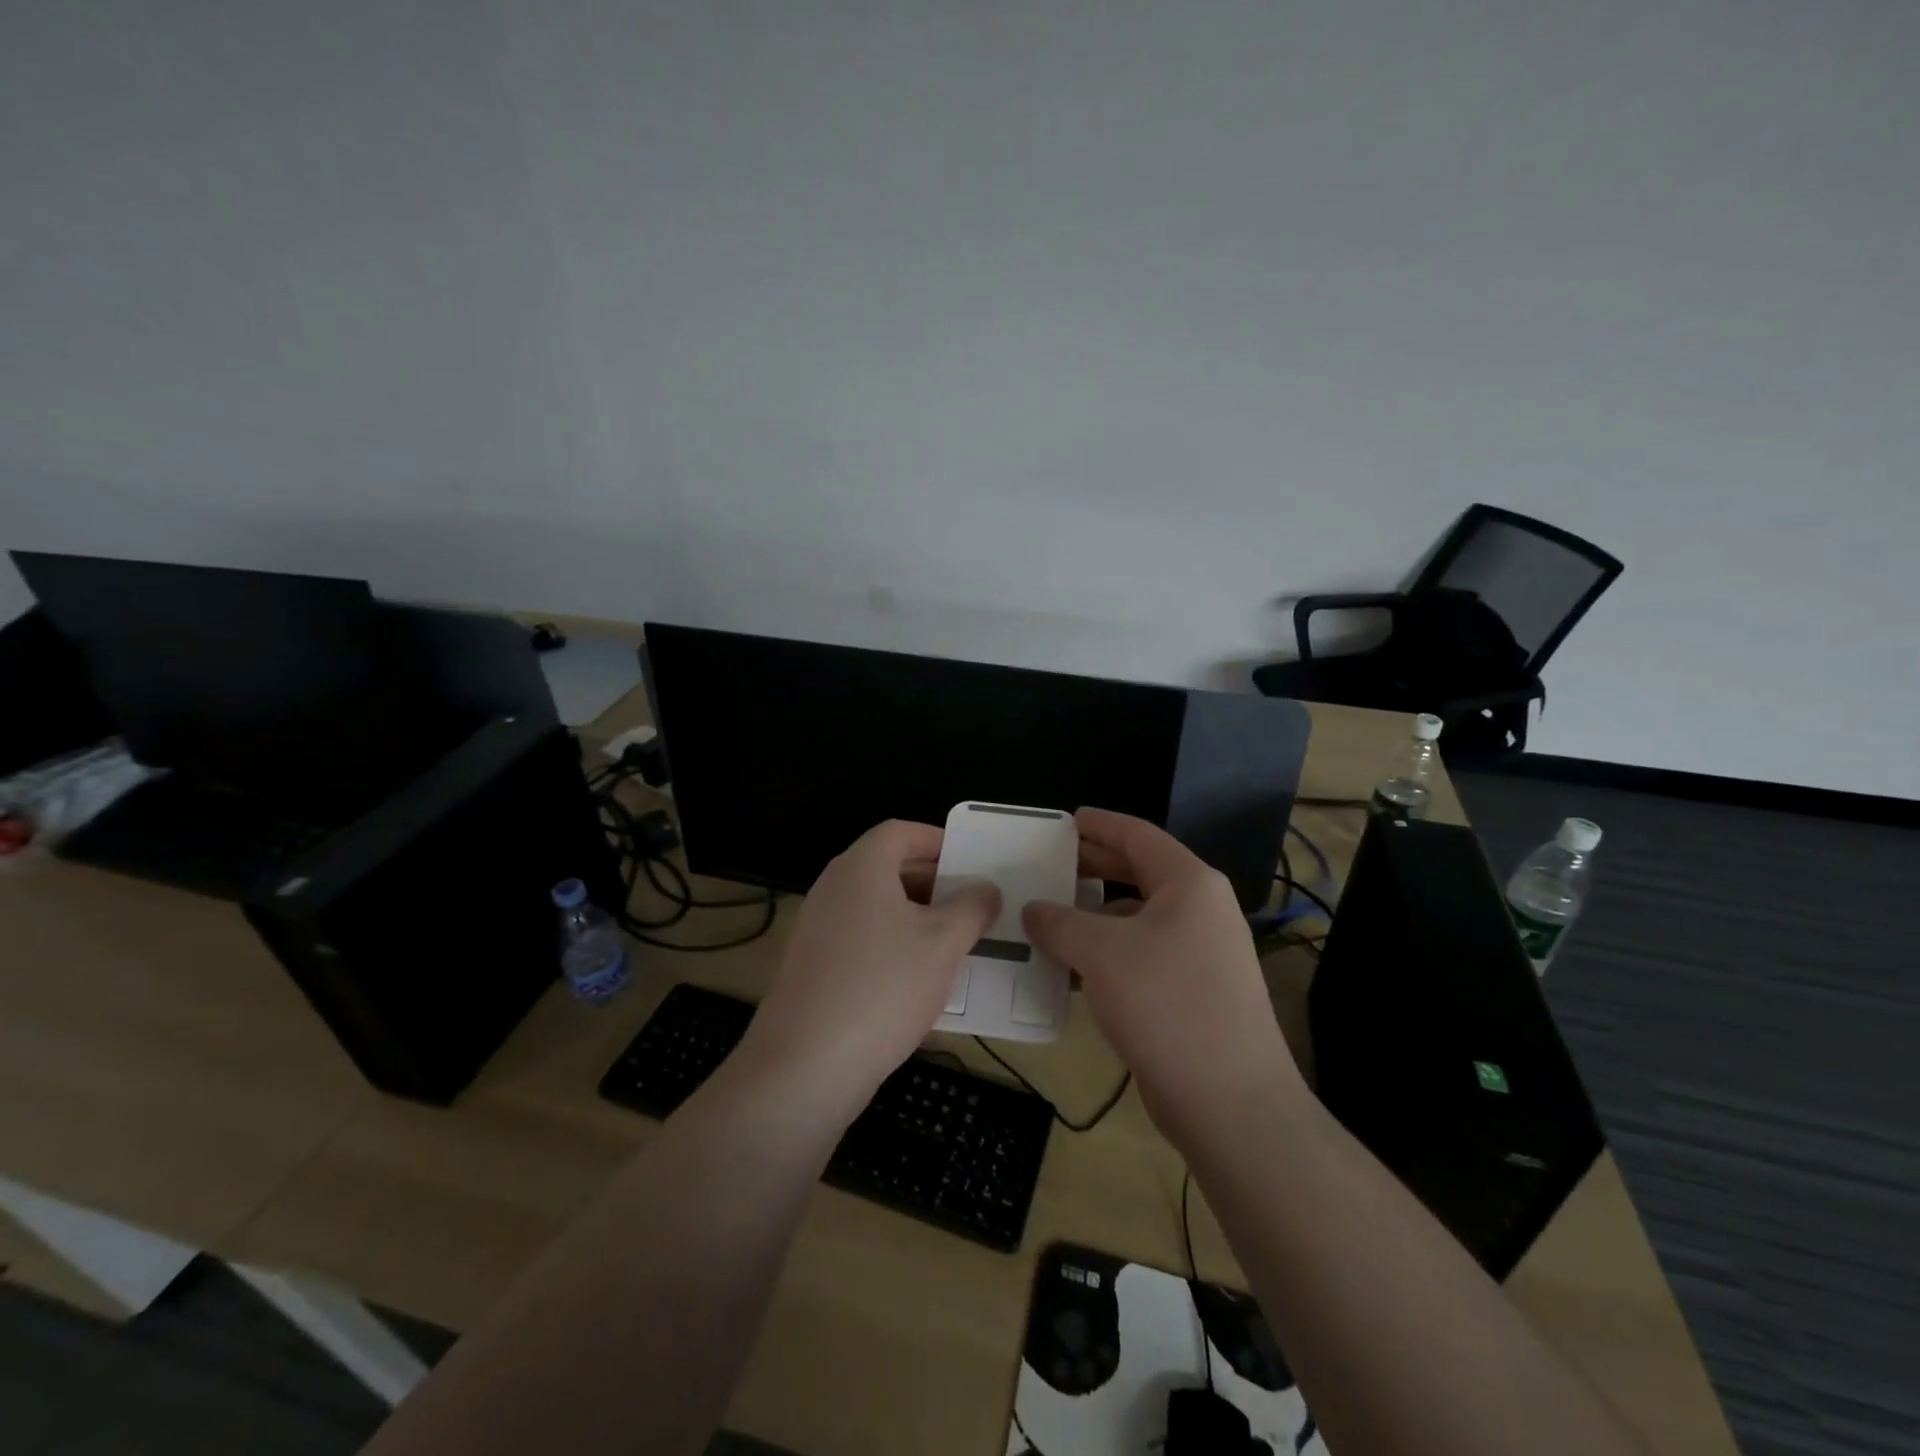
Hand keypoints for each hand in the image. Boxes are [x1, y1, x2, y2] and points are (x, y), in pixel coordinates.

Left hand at [737, 820, 999, 1122]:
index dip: (938, 840)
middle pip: (888, 868)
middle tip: (972, 906)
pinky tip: (920, 983)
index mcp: (861, 867)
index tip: (971, 861)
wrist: (806, 1066)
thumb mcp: (943, 944)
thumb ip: (972, 908)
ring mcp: (817, 929)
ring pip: (877, 908)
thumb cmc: (883, 987)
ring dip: (917, 920)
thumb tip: (986, 889)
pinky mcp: (812, 967)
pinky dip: (893, 948)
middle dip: (934, 883)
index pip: (900, 831)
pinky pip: (861, 941)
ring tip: (956, 945)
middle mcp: (833, 888)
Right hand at [1022, 808, 1304, 1143]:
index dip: (1100, 825)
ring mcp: (1201, 954)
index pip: (1139, 836)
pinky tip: (1070, 969)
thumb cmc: (1166, 1004)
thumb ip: (1060, 923)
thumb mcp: (1101, 953)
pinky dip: (1106, 954)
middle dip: (1093, 869)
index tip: (1066, 821)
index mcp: (1190, 884)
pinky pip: (1141, 956)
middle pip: (1139, 874)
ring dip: (1094, 917)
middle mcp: (1201, 911)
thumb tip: (1032, 910)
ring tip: (1048, 917)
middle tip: (1049, 865)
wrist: (1230, 1102)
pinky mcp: (1193, 993)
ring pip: (1137, 919)